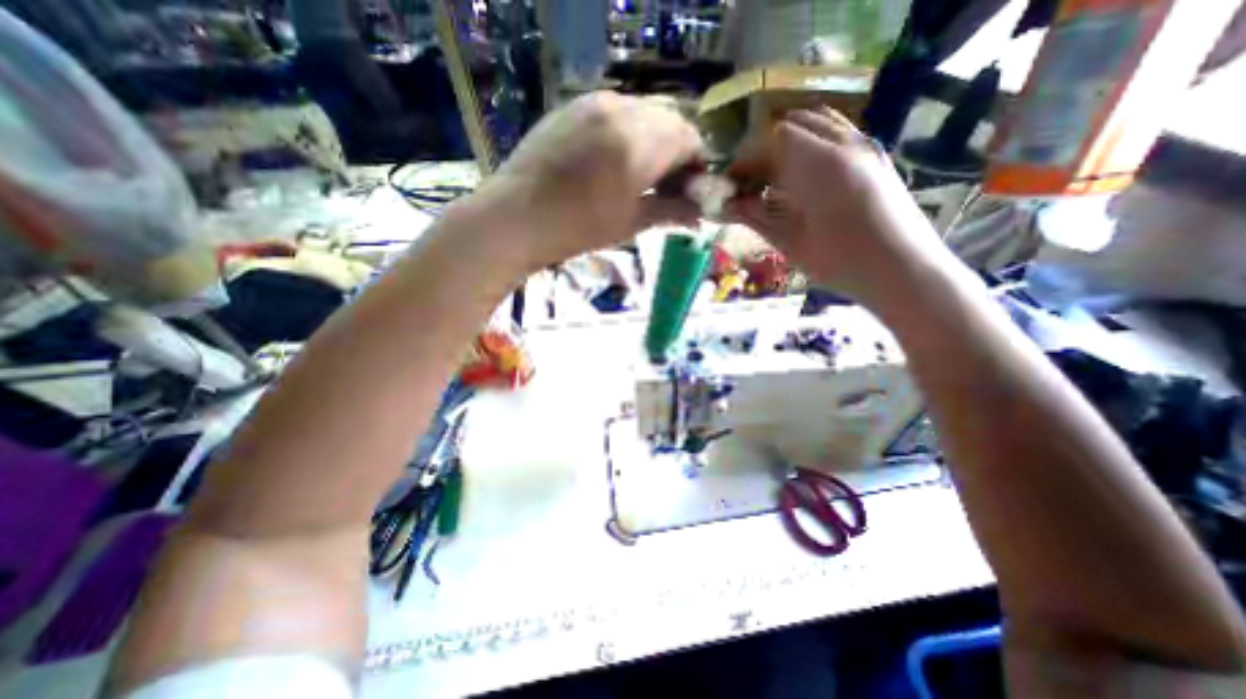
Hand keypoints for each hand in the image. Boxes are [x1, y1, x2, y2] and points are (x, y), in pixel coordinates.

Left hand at [477, 91, 703, 270]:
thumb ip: (671, 210)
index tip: (689, 191)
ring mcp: (594, 102)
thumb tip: (701, 213)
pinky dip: (626, 132)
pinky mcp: (572, 106)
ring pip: (642, 113)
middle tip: (664, 184)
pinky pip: (614, 111)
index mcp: (641, 141)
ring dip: (651, 140)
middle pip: (669, 120)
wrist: (517, 217)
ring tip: (637, 174)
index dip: (696, 165)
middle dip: (675, 151)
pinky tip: (611, 161)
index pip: (690, 138)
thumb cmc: (578, 228)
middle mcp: (622, 109)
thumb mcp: (631, 222)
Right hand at [731, 106, 956, 307]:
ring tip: (779, 177)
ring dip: (792, 143)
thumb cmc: (841, 262)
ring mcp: (866, 147)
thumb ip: (757, 217)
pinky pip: (841, 134)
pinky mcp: (878, 157)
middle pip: (795, 124)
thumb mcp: (791, 243)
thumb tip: (728, 205)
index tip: (733, 181)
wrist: (904, 270)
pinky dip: (816, 145)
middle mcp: (845, 144)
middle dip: (767, 148)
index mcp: (819, 165)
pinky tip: (809, 177)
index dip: (746, 158)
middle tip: (753, 181)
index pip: (771, 140)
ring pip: (821, 123)